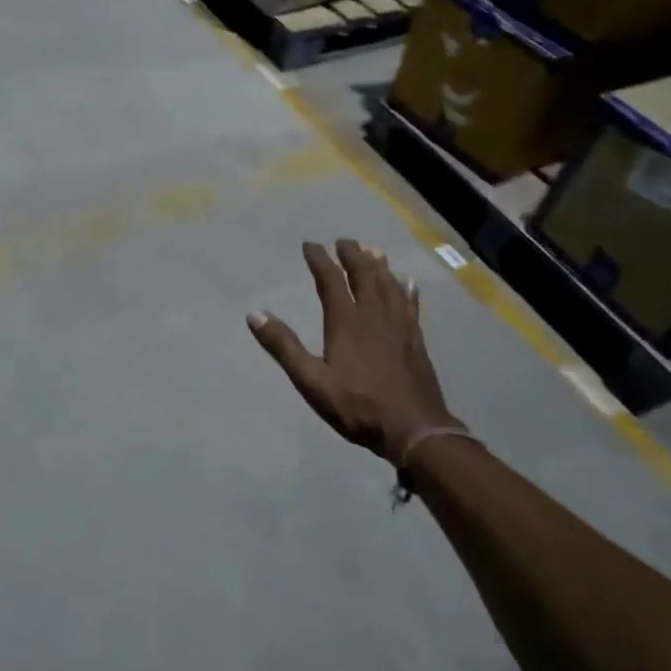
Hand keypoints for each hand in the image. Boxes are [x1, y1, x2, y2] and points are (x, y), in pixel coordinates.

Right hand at [247, 239, 463, 463]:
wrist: (414, 429)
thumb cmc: (357, 406)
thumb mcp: (311, 381)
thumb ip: (284, 346)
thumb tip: (254, 314)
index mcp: (346, 322)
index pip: (331, 280)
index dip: (320, 259)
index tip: (310, 244)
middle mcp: (374, 315)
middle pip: (365, 274)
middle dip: (353, 255)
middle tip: (344, 241)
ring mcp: (399, 326)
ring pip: (389, 285)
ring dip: (379, 265)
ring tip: (373, 250)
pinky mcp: (415, 340)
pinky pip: (411, 305)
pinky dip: (407, 290)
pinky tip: (408, 283)